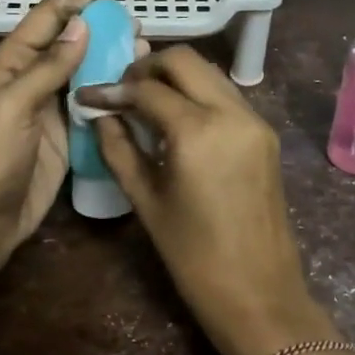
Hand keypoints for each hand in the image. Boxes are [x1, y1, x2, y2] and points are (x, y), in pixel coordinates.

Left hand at [0, 0, 137, 272]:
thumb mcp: (13, 106)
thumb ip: (48, 67)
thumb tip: (82, 26)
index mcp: (12, 61)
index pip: (53, 14)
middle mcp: (32, 77)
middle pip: (73, 38)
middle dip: (105, 23)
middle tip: (141, 22)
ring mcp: (51, 107)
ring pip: (88, 70)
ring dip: (114, 57)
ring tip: (146, 48)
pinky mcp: (67, 134)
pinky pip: (94, 103)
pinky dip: (114, 92)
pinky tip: (138, 88)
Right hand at [82, 47, 335, 354]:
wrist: (259, 292)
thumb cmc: (193, 256)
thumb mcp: (146, 201)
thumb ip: (119, 150)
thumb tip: (101, 116)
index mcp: (197, 130)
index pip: (146, 89)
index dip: (112, 90)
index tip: (88, 96)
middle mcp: (231, 112)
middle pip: (185, 61)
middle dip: (147, 68)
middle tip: (122, 92)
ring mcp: (255, 121)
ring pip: (210, 73)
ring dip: (176, 78)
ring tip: (145, 103)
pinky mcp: (266, 135)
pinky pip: (227, 96)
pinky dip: (198, 94)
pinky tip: (177, 120)